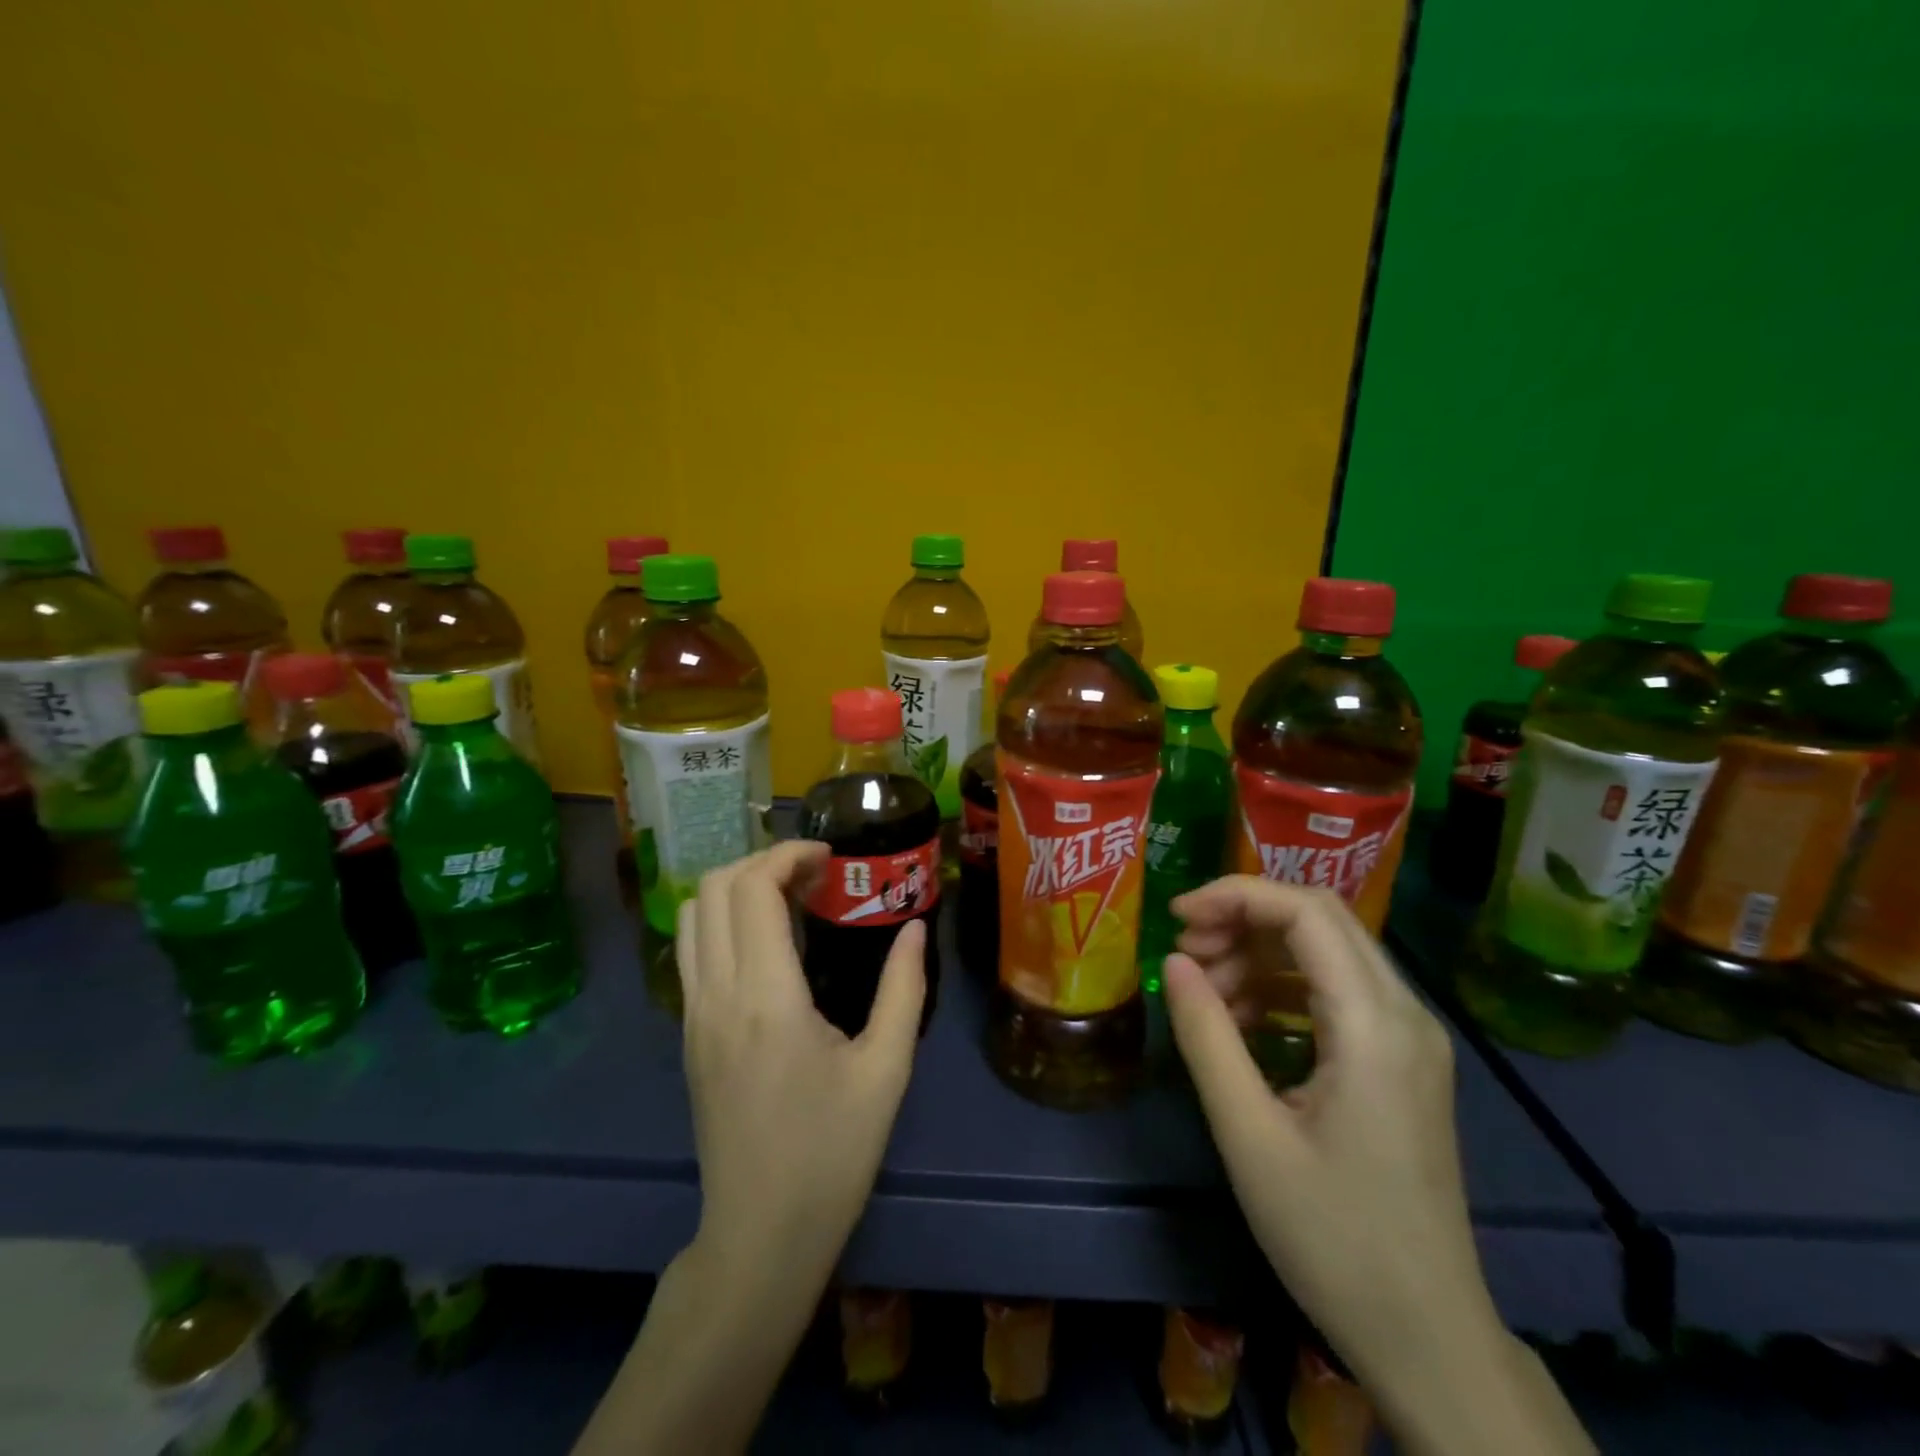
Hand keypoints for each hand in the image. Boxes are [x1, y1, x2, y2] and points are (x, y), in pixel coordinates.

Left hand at [677, 840, 927, 1282]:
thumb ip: (903, 988)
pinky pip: (692, 949)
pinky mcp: (688, 1034)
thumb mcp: (886, 1069)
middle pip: (715, 888)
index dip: (788, 855)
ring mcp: (693, 1014)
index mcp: (766, 998)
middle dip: (764, 862)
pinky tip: (767, 943)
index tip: (831, 858)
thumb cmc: (832, 1153)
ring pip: (693, 915)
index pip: (753, 889)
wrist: (761, 1236)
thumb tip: (912, 927)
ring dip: (737, 888)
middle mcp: (717, 995)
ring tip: (789, 899)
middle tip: (815, 875)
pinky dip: (723, 920)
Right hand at [1165, 878, 1585, 1454]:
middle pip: (1321, 918)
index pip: (1306, 912)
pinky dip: (1283, 987)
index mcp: (1375, 1026)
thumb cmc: (1332, 1237)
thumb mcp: (1248, 1134)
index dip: (1236, 896)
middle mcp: (1405, 1014)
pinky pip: (1337, 991)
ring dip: (1261, 953)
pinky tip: (1242, 1020)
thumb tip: (1174, 962)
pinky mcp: (1402, 1060)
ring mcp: (1410, 1037)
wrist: (1427, 1335)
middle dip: (1245, 918)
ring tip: (1206, 991)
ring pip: (1328, 951)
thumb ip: (1207, 1036)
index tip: (1177, 916)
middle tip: (1187, 952)